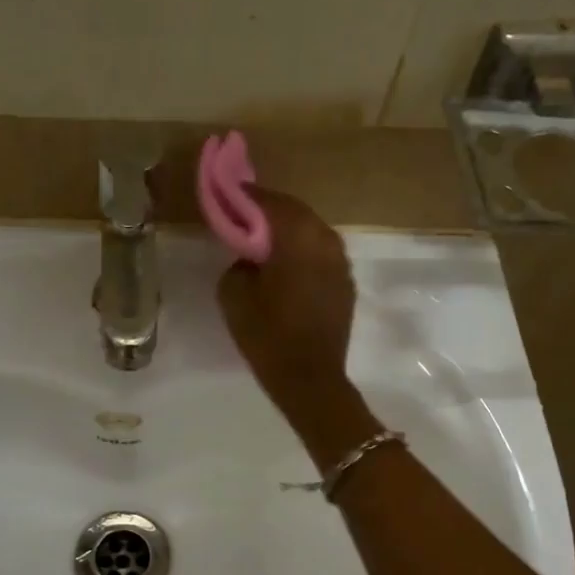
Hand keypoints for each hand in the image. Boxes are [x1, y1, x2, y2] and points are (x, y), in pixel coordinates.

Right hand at [215, 188, 358, 424]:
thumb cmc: (268, 336)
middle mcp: (325, 240)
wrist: (310, 379)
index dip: (246, 196)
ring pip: (312, 231)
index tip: (229, 195)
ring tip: (264, 240)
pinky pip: (321, 253)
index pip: (269, 202)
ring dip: (289, 231)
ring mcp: (341, 261)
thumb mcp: (234, 296)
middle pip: (295, 212)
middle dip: (269, 210)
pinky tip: (287, 266)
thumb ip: (238, 264)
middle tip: (244, 215)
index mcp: (296, 238)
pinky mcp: (345, 282)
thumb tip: (250, 258)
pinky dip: (303, 251)